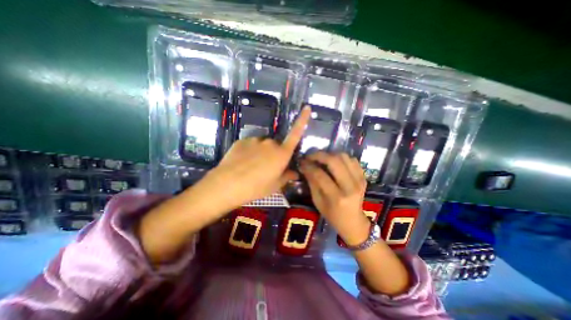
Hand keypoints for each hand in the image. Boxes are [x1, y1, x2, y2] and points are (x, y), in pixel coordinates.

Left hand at [197, 105, 311, 210]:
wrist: (227, 185)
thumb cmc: (255, 187)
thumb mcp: (274, 186)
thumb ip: (286, 176)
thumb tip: (295, 173)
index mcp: (281, 154)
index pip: (296, 134)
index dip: (302, 120)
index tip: (306, 107)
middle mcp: (270, 143)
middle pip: (276, 145)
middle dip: (274, 154)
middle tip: (266, 168)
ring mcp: (255, 140)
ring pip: (263, 146)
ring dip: (261, 153)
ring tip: (252, 167)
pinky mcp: (242, 141)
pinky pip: (251, 145)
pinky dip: (249, 152)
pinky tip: (242, 163)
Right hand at [299, 151, 370, 244]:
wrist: (353, 221)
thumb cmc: (332, 215)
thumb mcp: (317, 201)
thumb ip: (312, 182)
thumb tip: (305, 166)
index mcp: (337, 197)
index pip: (320, 175)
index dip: (309, 166)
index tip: (302, 162)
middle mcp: (350, 187)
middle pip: (334, 161)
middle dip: (319, 155)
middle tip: (311, 156)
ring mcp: (359, 180)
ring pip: (344, 157)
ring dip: (330, 155)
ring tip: (322, 159)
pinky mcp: (364, 177)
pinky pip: (352, 160)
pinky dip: (341, 158)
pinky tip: (334, 163)